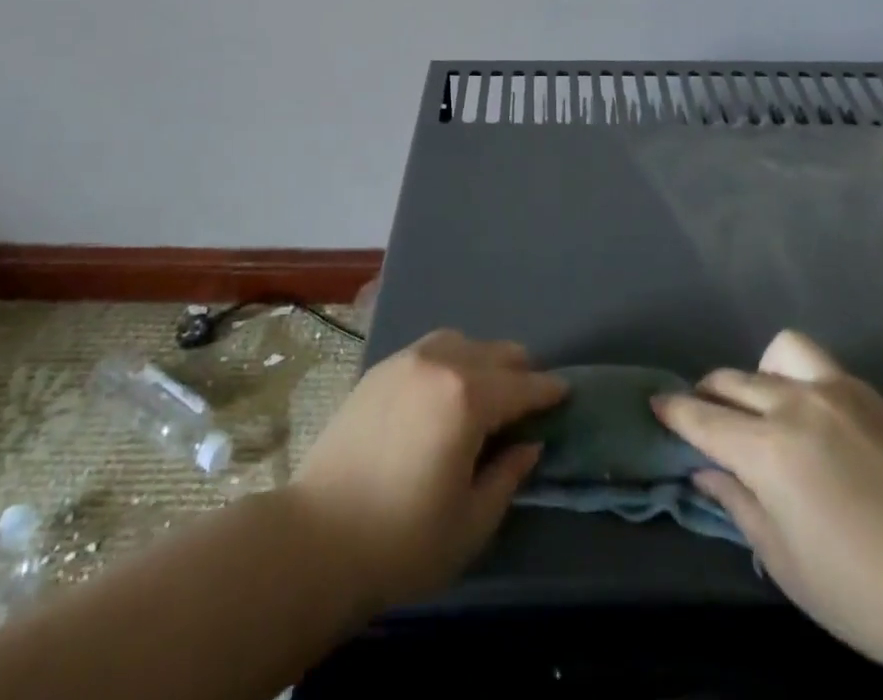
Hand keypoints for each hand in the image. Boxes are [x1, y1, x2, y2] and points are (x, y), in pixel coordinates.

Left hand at [291, 329, 566, 612]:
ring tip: (487, 387)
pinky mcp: (379, 369)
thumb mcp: (471, 522)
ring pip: (460, 342)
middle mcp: (440, 363)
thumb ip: (507, 475)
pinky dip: (450, 358)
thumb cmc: (403, 540)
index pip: (521, 386)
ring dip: (482, 359)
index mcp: (468, 397)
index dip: (548, 391)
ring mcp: (405, 361)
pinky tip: (446, 386)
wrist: (316, 537)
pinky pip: (429, 349)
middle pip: (493, 353)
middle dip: (518, 371)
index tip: (566, 392)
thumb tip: (528, 444)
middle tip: (528, 397)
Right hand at [653, 331, 882, 676]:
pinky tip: (821, 427)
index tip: (656, 405)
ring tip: (766, 408)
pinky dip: (804, 386)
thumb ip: (738, 504)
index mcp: (769, 448)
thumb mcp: (785, 562)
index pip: (703, 418)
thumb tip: (705, 471)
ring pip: (779, 354)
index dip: (674, 411)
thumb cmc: (865, 594)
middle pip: (734, 380)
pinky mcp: (875, 396)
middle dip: (709, 394)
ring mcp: (840, 392)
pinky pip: (823, 372)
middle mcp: (797, 403)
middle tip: (708, 419)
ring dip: (760, 375)